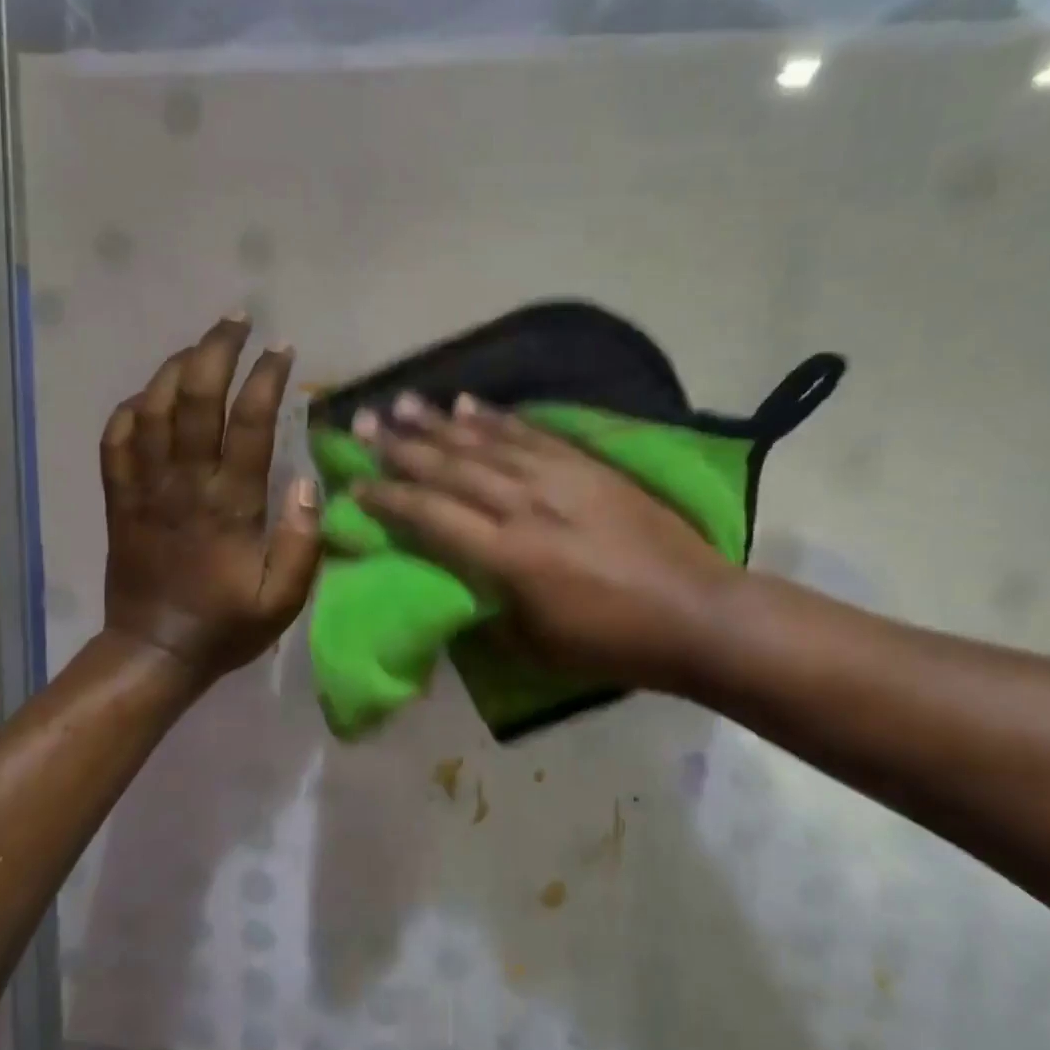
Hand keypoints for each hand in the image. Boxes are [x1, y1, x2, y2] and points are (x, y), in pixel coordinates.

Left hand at [101, 316, 319, 687]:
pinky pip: (116, 440)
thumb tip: (307, 482)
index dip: (266, 378)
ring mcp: (144, 488)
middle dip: (216, 350)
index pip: (248, 424)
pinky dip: (131, 409)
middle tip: (237, 320)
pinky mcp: (118, 498)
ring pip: (152, 409)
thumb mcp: (283, 599)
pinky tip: (150, 396)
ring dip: (176, 368)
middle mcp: (184, 484)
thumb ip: (301, 542)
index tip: (282, 349)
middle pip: (194, 399)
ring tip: (200, 345)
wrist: (154, 651)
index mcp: (229, 505)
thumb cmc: (226, 625)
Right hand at [352, 393, 732, 689]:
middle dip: (401, 446)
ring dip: (440, 422)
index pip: (430, 516)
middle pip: (450, 468)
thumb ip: (487, 611)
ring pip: (486, 443)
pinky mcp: (588, 467)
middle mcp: (524, 506)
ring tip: (403, 402)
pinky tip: (471, 405)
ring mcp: (559, 479)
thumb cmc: (610, 644)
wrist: (694, 614)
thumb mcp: (534, 647)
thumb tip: (457, 585)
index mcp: (507, 557)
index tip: (355, 483)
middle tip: (363, 423)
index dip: (388, 498)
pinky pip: (532, 435)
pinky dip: (498, 419)